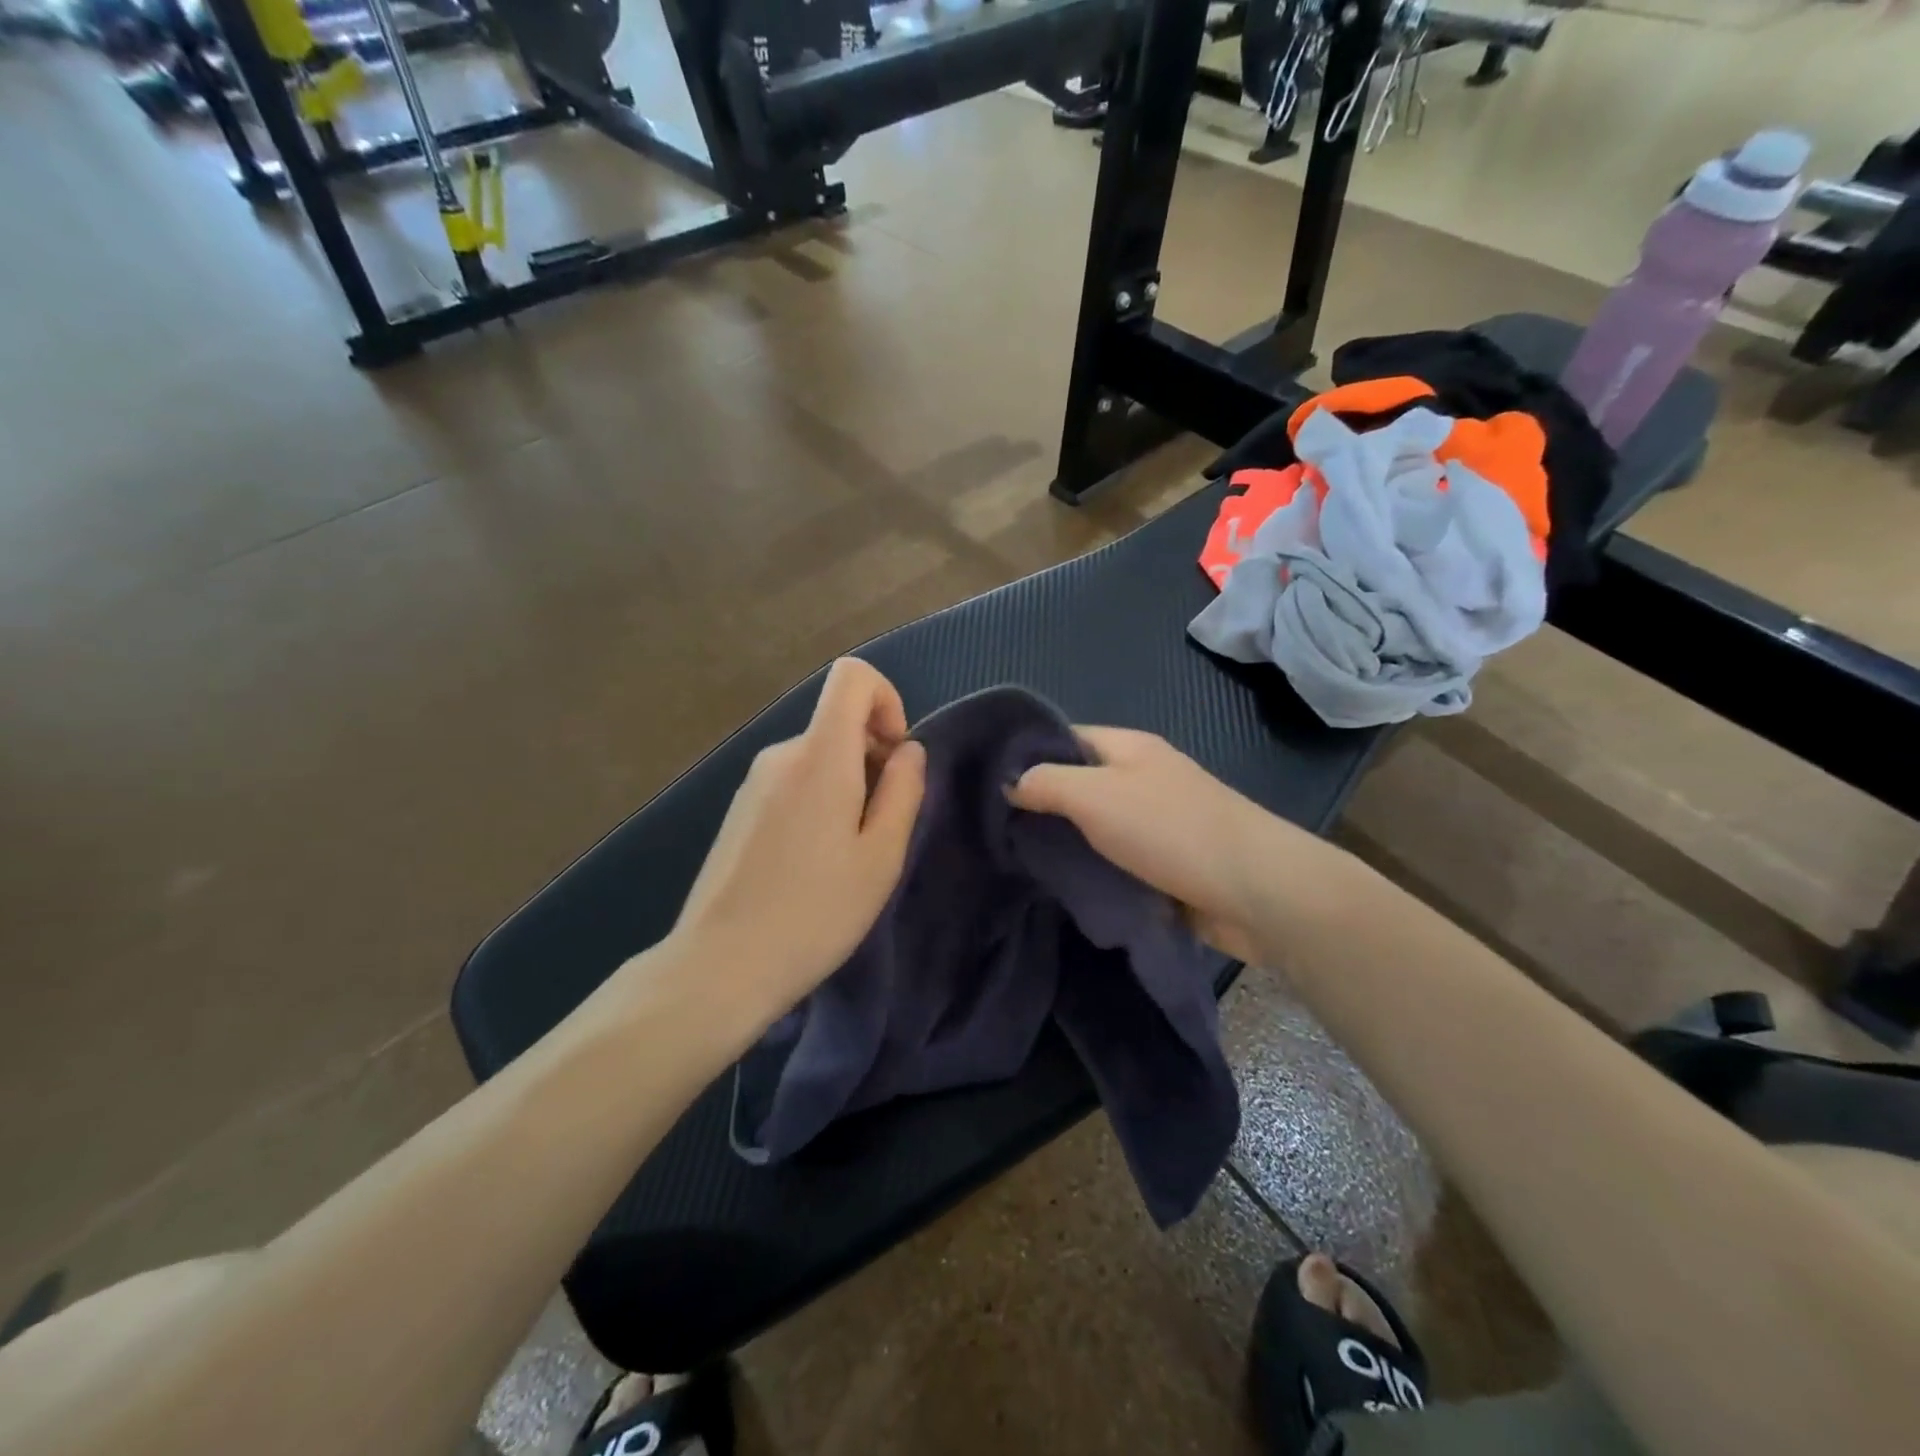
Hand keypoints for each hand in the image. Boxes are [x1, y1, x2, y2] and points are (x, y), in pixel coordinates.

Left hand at [671, 658, 926, 1027]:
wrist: (721, 965)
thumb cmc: (816, 911)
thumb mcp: (882, 855)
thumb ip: (904, 790)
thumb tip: (908, 750)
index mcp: (820, 755)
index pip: (852, 676)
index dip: (886, 700)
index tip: (895, 757)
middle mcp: (781, 754)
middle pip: (838, 723)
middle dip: (873, 759)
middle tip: (879, 830)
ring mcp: (754, 782)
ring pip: (817, 758)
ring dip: (846, 788)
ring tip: (846, 856)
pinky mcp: (738, 810)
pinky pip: (792, 783)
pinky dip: (817, 803)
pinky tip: (811, 865)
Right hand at [1007, 727, 1278, 962]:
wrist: (1255, 890)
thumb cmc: (1170, 830)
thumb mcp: (1094, 795)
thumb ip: (1046, 782)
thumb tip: (1008, 781)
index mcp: (1127, 748)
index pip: (1064, 737)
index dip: (1025, 754)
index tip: (984, 783)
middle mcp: (1141, 778)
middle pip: (1078, 783)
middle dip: (1039, 805)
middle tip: (992, 830)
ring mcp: (1155, 822)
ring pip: (1095, 827)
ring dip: (1064, 843)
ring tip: (1014, 861)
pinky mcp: (1165, 864)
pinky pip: (1115, 861)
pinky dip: (1091, 871)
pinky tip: (1059, 887)